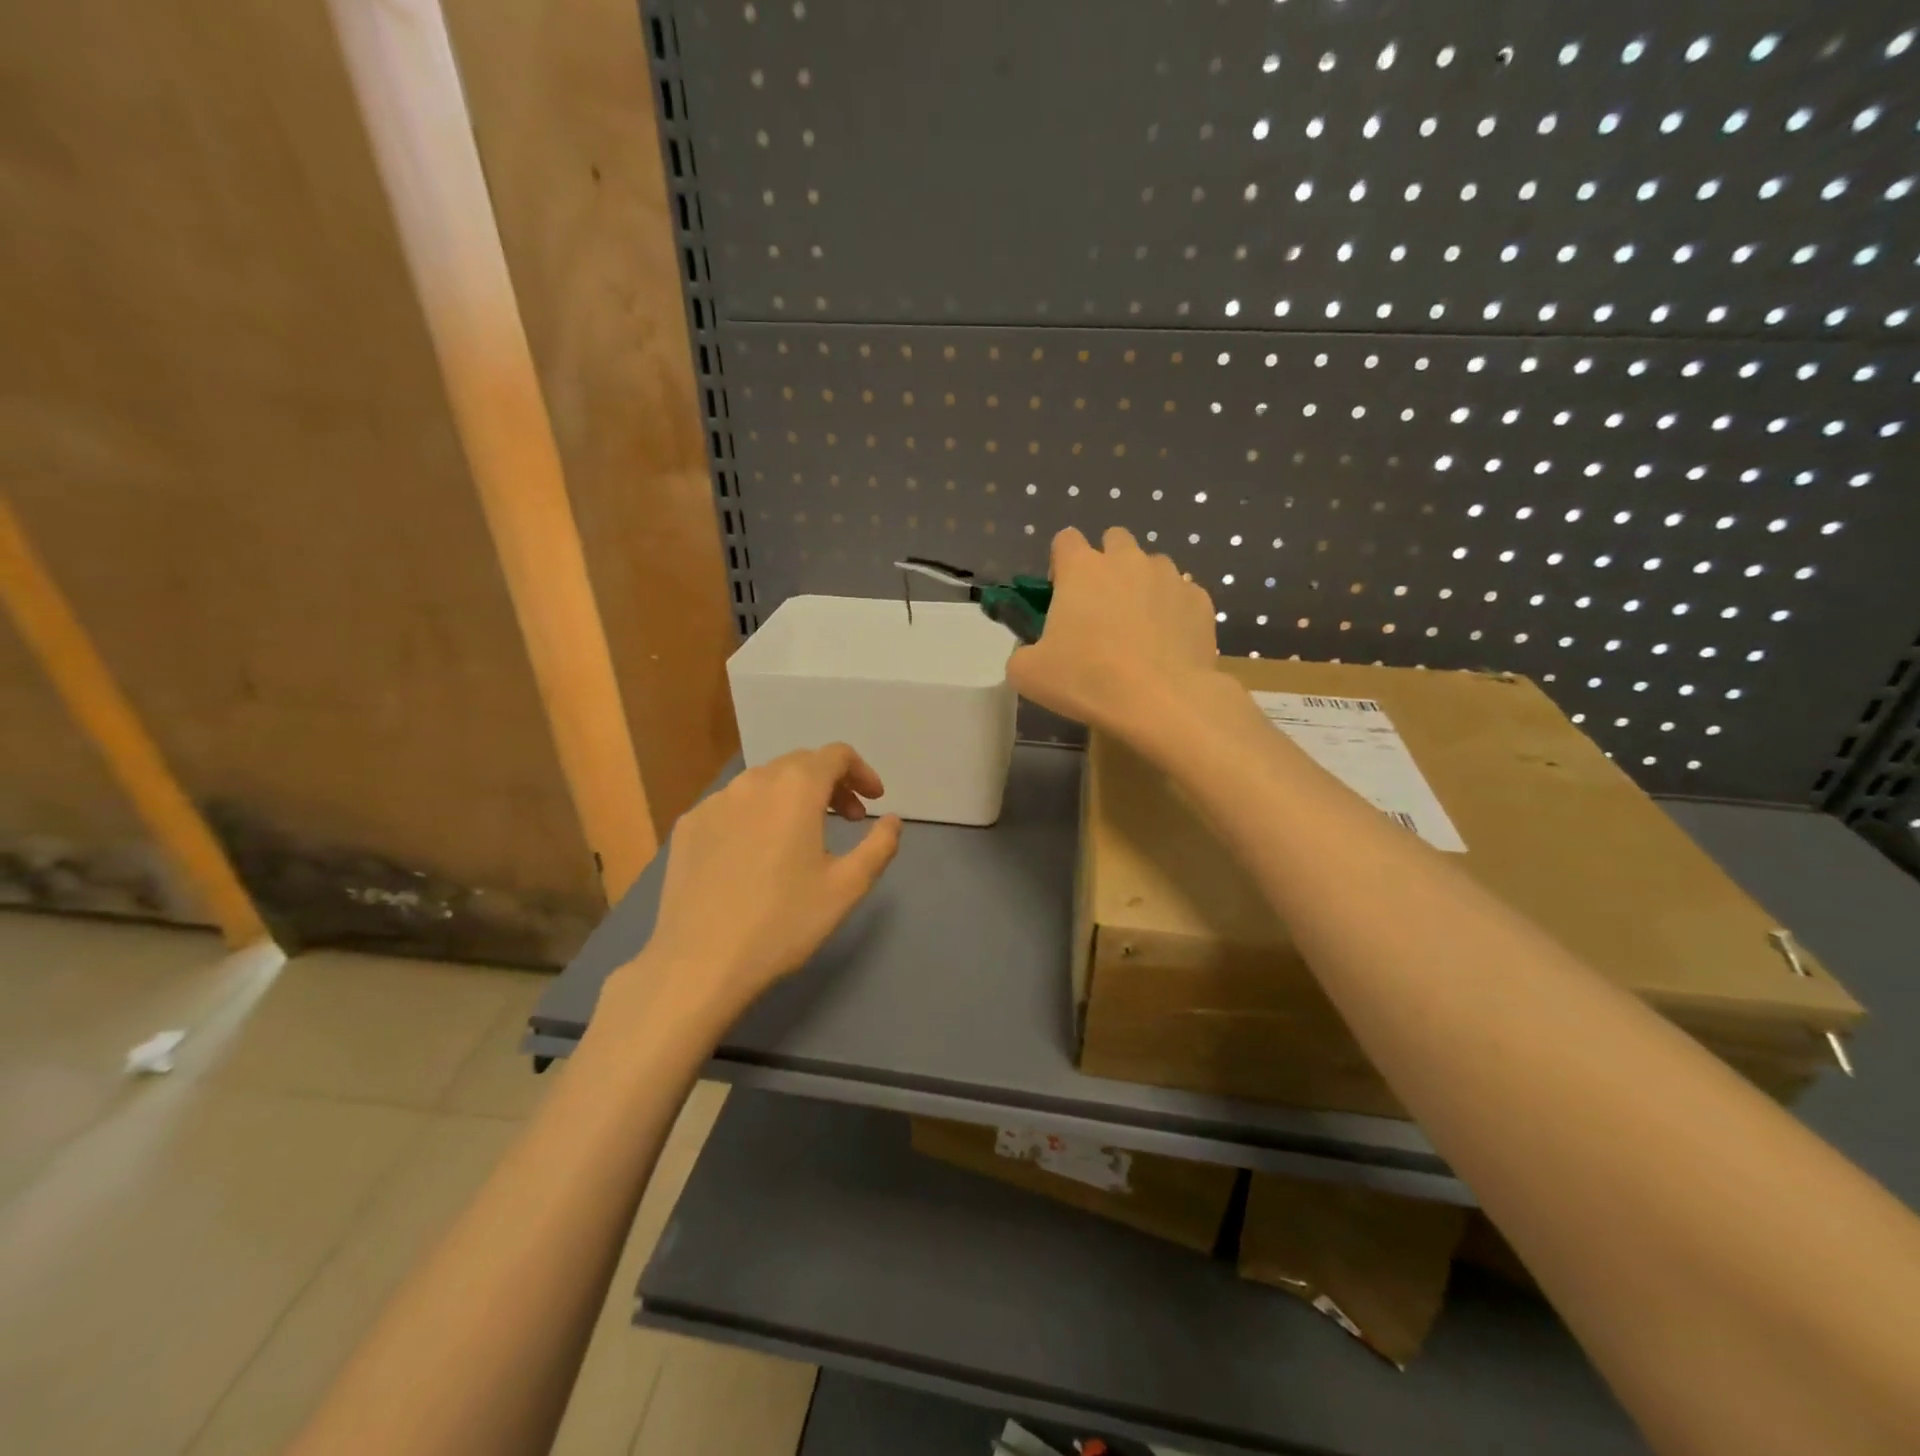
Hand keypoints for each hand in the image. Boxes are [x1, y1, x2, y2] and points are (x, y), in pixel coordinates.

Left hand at [613, 746, 902, 1024]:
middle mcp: (753, 782)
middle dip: (831, 784)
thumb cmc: (783, 922)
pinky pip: (733, 805)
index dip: (862, 772)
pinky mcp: (688, 826)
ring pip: (764, 783)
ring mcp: (714, 802)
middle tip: (849, 819)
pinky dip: (757, 814)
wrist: (699, 963)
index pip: (836, 755)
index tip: (874, 801)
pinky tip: (757, 853)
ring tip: (804, 836)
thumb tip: (892, 820)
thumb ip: (879, 845)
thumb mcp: (847, 887)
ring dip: (793, 797)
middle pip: (800, 764)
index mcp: (795, 788)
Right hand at [1008, 526, 1219, 739]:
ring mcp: (1169, 577)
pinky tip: (1168, 644)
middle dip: (1107, 563)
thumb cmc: (1088, 680)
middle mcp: (1127, 560)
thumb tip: (1031, 653)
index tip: (1061, 592)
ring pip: (1153, 565)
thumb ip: (1023, 653)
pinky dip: (1173, 611)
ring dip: (1142, 585)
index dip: (1061, 563)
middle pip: (1115, 539)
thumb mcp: (1029, 674)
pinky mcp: (1200, 601)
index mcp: (1082, 568)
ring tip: (1139, 627)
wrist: (1162, 701)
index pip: (1065, 539)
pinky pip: (1183, 595)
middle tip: (1101, 606)